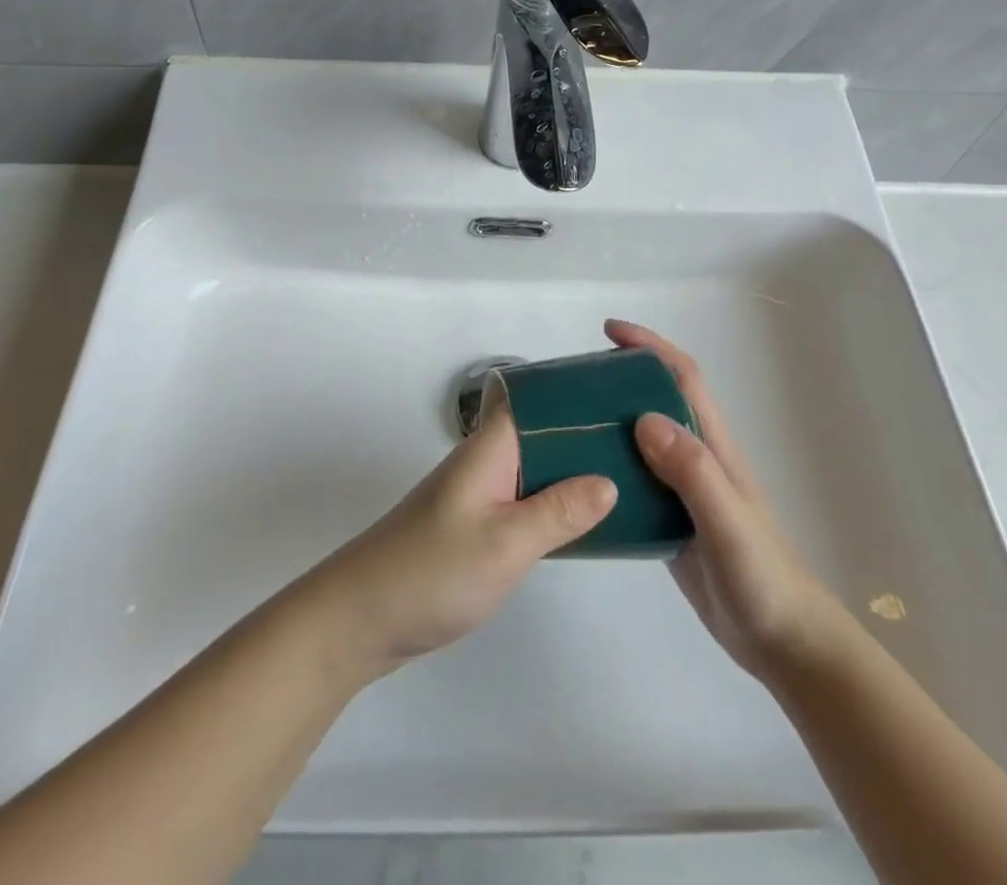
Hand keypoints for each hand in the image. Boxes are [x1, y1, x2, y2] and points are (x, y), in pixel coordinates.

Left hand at [308, 401, 616, 677]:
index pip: (536, 396)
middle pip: (543, 431)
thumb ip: (559, 511)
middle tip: (644, 443)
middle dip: (586, 433)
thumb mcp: (505, 543)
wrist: (362, 618)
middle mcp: (487, 460)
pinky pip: (526, 500)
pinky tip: (587, 519)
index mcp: (491, 447)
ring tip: (630, 475)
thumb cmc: (433, 571)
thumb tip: (609, 480)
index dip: (576, 389)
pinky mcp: (478, 524)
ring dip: (574, 470)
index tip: (624, 393)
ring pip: (537, 467)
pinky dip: (556, 503)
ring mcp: (481, 493)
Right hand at [608, 319, 849, 683]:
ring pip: (641, 439)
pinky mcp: (670, 520)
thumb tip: (643, 418)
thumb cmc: (762, 577)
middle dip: (621, 377)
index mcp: (714, 446)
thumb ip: (692, 471)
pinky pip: (634, 480)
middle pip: (656, 400)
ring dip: (609, 421)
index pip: (682, 378)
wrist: (784, 644)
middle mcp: (697, 458)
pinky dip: (608, 468)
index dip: (650, 347)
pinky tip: (579, 479)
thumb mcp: (727, 521)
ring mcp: (683, 490)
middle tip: (573, 380)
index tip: (610, 331)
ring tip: (565, 422)